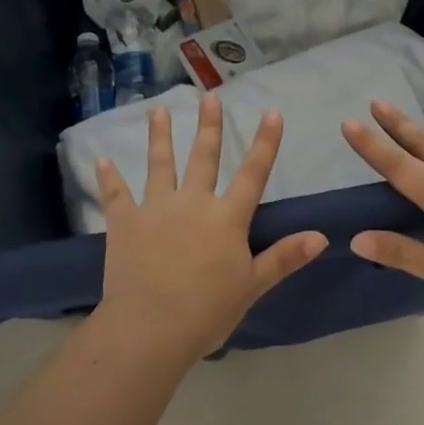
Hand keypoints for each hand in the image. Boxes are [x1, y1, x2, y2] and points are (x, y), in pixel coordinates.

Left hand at [95, 95, 327, 363]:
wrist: (150, 327)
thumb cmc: (207, 310)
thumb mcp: (253, 285)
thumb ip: (284, 257)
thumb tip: (322, 236)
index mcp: (227, 217)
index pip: (252, 173)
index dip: (264, 143)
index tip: (271, 113)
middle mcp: (193, 202)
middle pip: (204, 157)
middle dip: (208, 126)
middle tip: (208, 97)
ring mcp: (155, 208)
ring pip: (160, 164)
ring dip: (159, 136)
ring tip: (158, 111)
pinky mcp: (124, 222)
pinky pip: (116, 194)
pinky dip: (109, 177)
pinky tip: (102, 160)